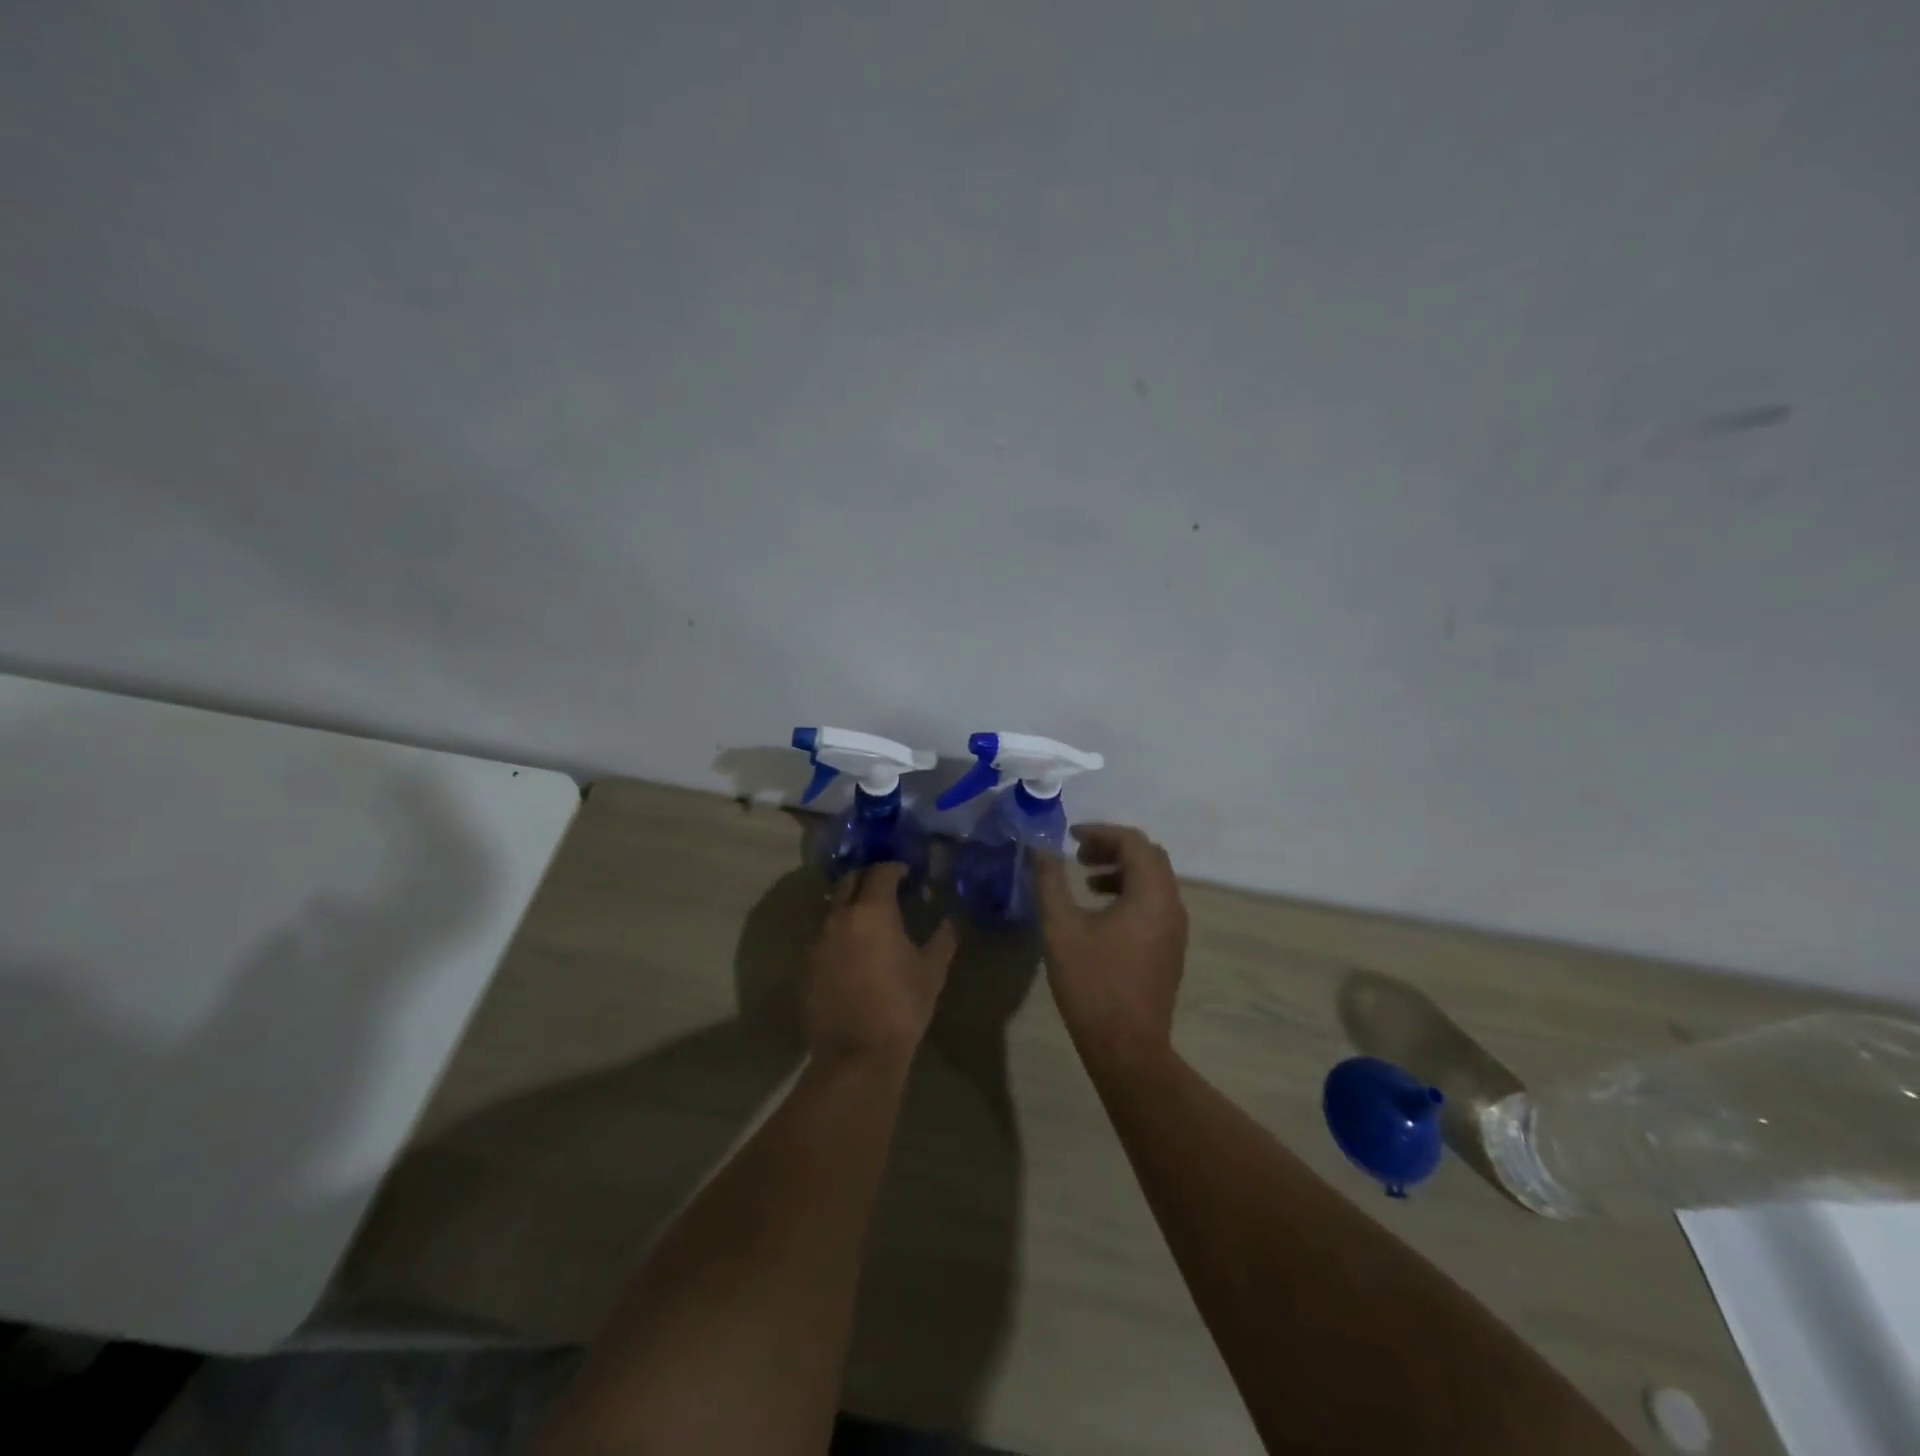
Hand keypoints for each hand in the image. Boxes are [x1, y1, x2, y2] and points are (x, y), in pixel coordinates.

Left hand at [804, 863, 957, 1064]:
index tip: (906, 874)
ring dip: (850, 905)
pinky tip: (852, 951)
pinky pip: (823, 936)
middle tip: (885, 887)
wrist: (856, 1054)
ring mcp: (818, 940)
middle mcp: (839, 917)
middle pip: (849, 881)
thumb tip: (949, 921)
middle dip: (867, 878)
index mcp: (872, 911)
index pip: (880, 872)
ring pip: (833, 908)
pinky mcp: (806, 965)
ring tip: (869, 919)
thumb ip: (942, 939)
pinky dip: (839, 933)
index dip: (894, 868)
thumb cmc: (901, 1006)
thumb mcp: (932, 971)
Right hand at [1033, 824, 1188, 1067]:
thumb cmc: (1093, 983)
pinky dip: (1130, 892)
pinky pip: (1154, 902)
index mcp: (1151, 894)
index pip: (1133, 842)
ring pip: (1154, 880)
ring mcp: (1175, 928)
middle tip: (1079, 855)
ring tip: (1086, 881)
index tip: (1070, 837)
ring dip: (1121, 870)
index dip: (1101, 832)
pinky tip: (1100, 912)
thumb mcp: (1061, 928)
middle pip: (1149, 856)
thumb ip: (1050, 881)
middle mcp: (1171, 905)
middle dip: (1113, 848)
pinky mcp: (1170, 947)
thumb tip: (1040, 848)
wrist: (1127, 1047)